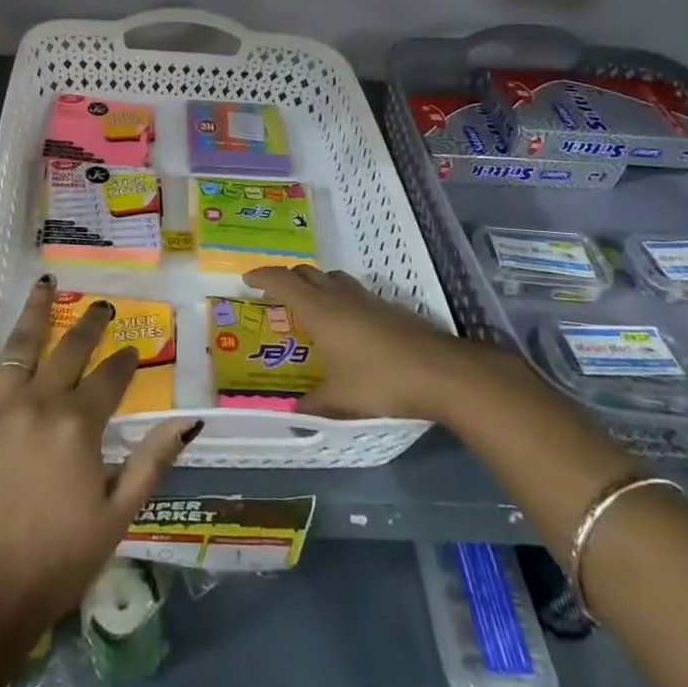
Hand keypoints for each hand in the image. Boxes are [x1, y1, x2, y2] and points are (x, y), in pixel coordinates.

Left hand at [0, 276, 198, 653]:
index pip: (110, 377)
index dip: (125, 361)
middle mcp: (39, 402)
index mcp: (79, 425)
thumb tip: (188, 420)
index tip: (133, 351)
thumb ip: (152, 461)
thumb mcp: (118, 516)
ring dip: (37, 311)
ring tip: (48, 283)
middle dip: (91, 326)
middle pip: (70, 350)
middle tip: (102, 306)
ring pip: (20, 344)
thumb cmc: (57, 560)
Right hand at [244, 264, 480, 422]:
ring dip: (316, 283)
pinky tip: (347, 324)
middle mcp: (339, 296)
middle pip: (306, 273)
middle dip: (287, 278)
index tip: (247, 279)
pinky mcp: (389, 307)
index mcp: (319, 310)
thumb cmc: (380, 381)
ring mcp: (367, 299)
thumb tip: (296, 414)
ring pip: (332, 278)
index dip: (262, 276)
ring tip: (310, 304)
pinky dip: (340, 297)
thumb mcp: (340, 400)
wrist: (440, 372)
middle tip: (275, 294)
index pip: (282, 281)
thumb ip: (314, 405)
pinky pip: (353, 292)